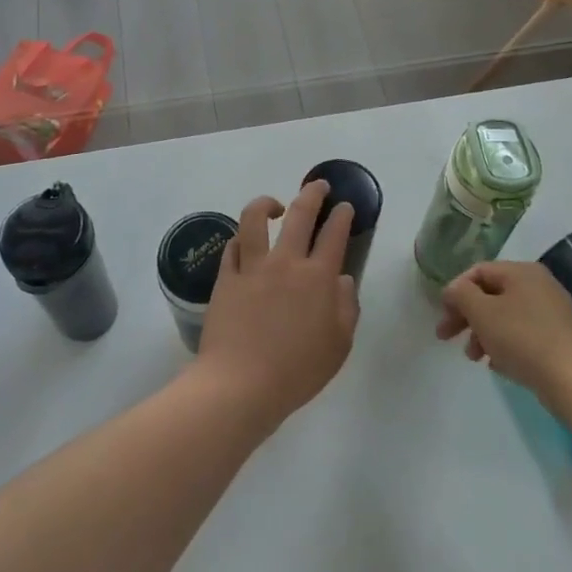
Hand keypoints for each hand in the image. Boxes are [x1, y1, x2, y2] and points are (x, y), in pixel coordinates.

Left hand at [193, 180, 358, 434]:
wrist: (241, 385)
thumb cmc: (296, 371)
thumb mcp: (338, 346)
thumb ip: (346, 308)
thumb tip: (343, 280)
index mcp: (318, 278)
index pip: (334, 235)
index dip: (342, 216)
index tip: (344, 206)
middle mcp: (286, 263)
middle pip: (300, 214)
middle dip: (312, 193)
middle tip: (318, 185)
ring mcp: (252, 267)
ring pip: (255, 219)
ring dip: (267, 203)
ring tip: (274, 205)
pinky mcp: (226, 278)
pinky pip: (232, 247)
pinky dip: (241, 239)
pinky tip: (245, 242)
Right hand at [436, 260, 571, 414]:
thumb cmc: (524, 339)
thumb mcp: (483, 312)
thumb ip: (461, 295)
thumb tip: (454, 290)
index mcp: (522, 271)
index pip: (478, 271)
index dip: (455, 291)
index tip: (441, 315)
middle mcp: (539, 285)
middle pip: (491, 294)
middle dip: (466, 316)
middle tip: (446, 337)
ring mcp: (552, 313)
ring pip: (506, 317)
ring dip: (483, 334)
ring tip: (474, 358)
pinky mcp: (559, 339)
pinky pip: (522, 335)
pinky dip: (505, 345)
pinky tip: (497, 365)